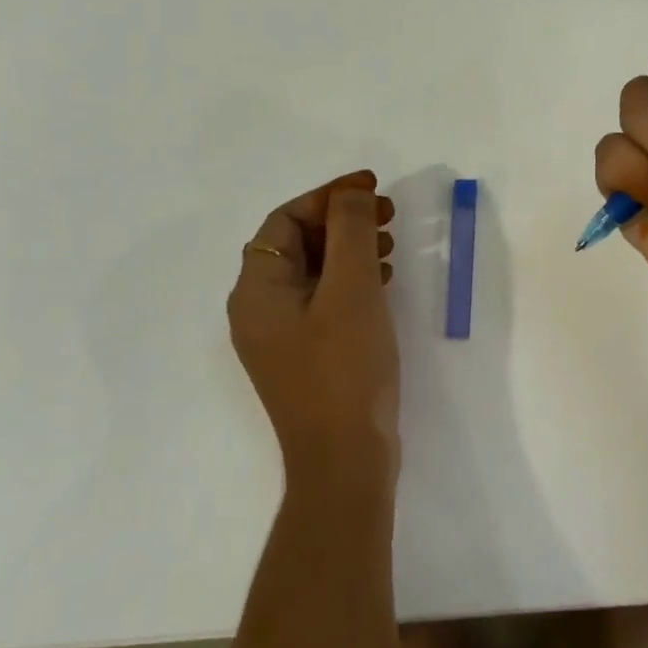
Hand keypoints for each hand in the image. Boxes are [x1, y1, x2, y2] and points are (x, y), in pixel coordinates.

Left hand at [227, 171, 399, 491]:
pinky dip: (351, 281)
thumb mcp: (351, 289)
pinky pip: (323, 301)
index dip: (328, 196)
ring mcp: (280, 338)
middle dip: (341, 221)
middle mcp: (258, 310)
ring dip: (349, 249)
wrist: (345, 460)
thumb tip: (350, 192)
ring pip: (312, 273)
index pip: (284, 221)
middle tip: (387, 214)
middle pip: (296, 245)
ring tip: (390, 244)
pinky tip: (384, 282)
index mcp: (256, 290)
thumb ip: (350, 231)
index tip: (372, 187)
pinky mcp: (305, 357)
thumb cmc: (344, 368)